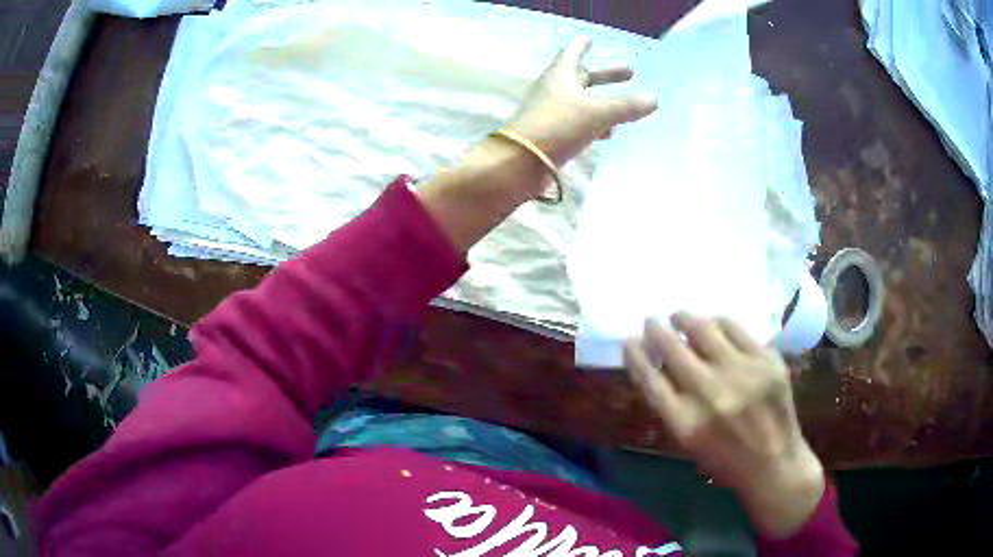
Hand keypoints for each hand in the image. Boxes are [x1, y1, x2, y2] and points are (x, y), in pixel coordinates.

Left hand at [505, 36, 656, 167]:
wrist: (522, 162)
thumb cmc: (558, 126)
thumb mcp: (597, 114)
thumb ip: (626, 107)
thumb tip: (654, 99)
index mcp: (561, 75)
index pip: (572, 53)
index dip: (582, 45)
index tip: (590, 37)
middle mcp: (555, 89)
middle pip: (583, 77)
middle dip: (605, 75)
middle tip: (630, 72)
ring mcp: (552, 112)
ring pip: (582, 101)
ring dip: (602, 101)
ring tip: (626, 105)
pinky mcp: (553, 133)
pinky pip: (579, 122)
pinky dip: (595, 123)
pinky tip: (609, 132)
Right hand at [624, 313, 825, 538]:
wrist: (774, 462)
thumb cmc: (725, 459)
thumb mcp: (688, 442)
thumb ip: (670, 404)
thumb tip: (655, 363)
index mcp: (685, 422)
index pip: (650, 378)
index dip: (635, 355)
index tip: (629, 340)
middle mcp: (711, 393)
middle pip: (673, 349)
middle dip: (656, 330)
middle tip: (651, 321)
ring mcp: (742, 373)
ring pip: (703, 329)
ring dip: (685, 318)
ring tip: (679, 316)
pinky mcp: (766, 360)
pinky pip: (735, 328)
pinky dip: (718, 322)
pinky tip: (713, 323)